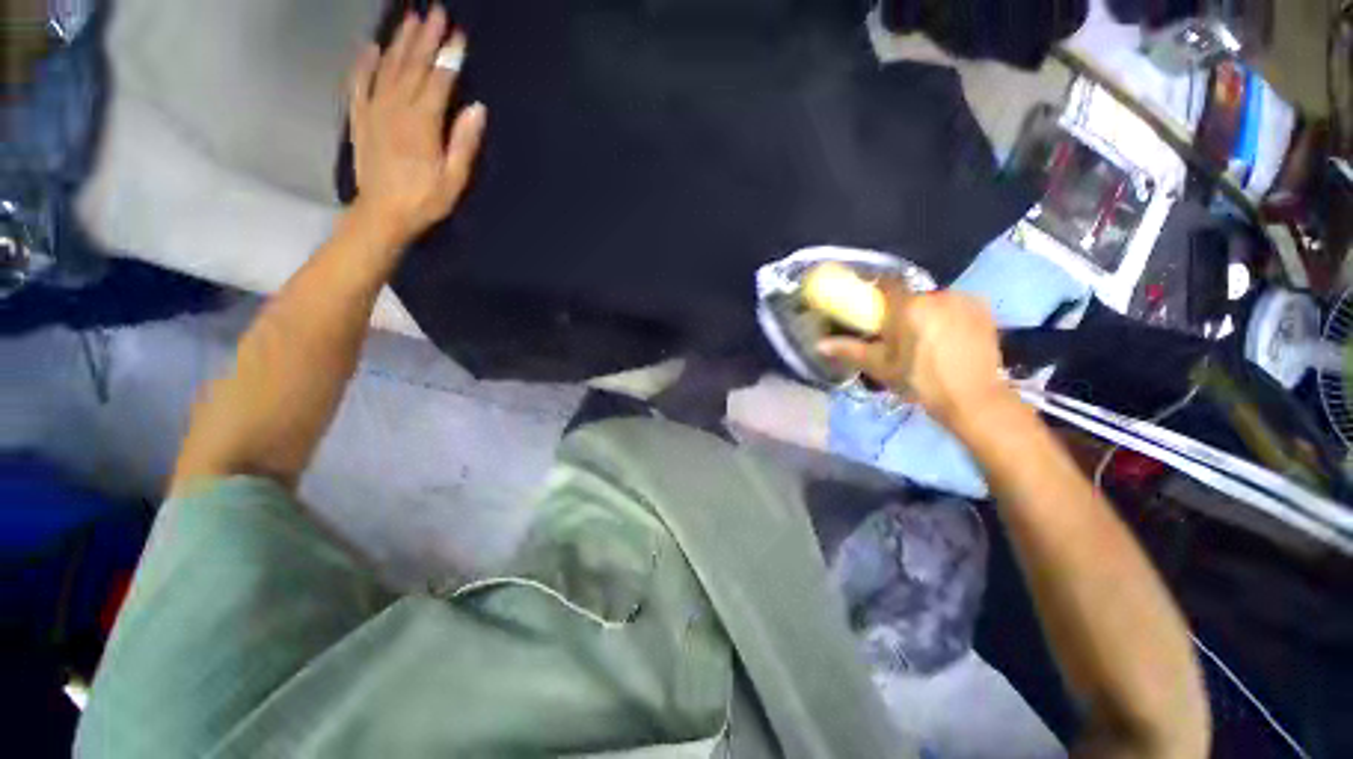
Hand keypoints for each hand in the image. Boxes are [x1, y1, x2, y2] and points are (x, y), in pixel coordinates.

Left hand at [348, 7, 486, 247]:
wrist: (382, 214)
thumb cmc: (425, 200)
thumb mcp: (454, 179)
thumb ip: (463, 142)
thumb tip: (476, 109)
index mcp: (422, 123)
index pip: (438, 81)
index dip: (449, 57)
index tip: (459, 36)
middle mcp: (396, 108)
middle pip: (411, 65)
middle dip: (425, 38)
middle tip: (435, 12)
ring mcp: (374, 110)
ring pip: (386, 66)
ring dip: (399, 41)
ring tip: (410, 19)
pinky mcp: (359, 118)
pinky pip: (359, 82)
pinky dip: (364, 62)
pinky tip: (371, 47)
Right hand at [819, 281, 1010, 428]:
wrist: (973, 399)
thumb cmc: (920, 382)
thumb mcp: (880, 367)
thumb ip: (850, 350)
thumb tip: (819, 344)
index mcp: (909, 307)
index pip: (888, 283)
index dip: (878, 291)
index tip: (874, 307)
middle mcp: (937, 295)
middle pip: (912, 295)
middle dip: (903, 309)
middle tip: (900, 335)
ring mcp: (964, 300)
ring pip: (935, 300)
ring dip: (927, 313)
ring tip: (927, 339)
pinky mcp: (983, 309)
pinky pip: (956, 304)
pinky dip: (948, 315)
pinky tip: (949, 336)